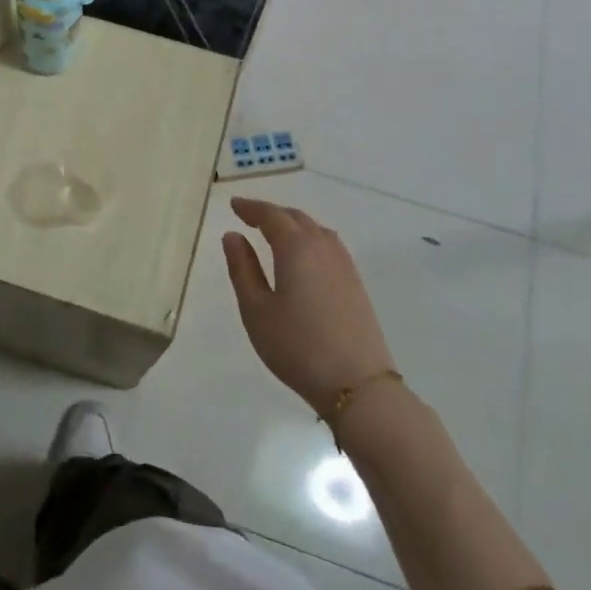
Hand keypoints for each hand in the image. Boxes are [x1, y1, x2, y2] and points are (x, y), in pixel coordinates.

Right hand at [222, 197, 395, 415]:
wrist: (357, 384)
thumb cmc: (297, 346)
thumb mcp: (256, 310)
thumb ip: (242, 269)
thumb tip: (233, 236)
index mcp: (296, 248)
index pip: (271, 216)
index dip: (251, 208)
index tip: (234, 205)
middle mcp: (323, 247)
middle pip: (296, 218)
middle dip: (272, 213)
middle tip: (249, 216)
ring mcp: (344, 265)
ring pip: (316, 230)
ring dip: (293, 224)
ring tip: (275, 233)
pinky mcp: (356, 284)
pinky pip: (330, 245)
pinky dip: (310, 238)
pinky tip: (304, 256)